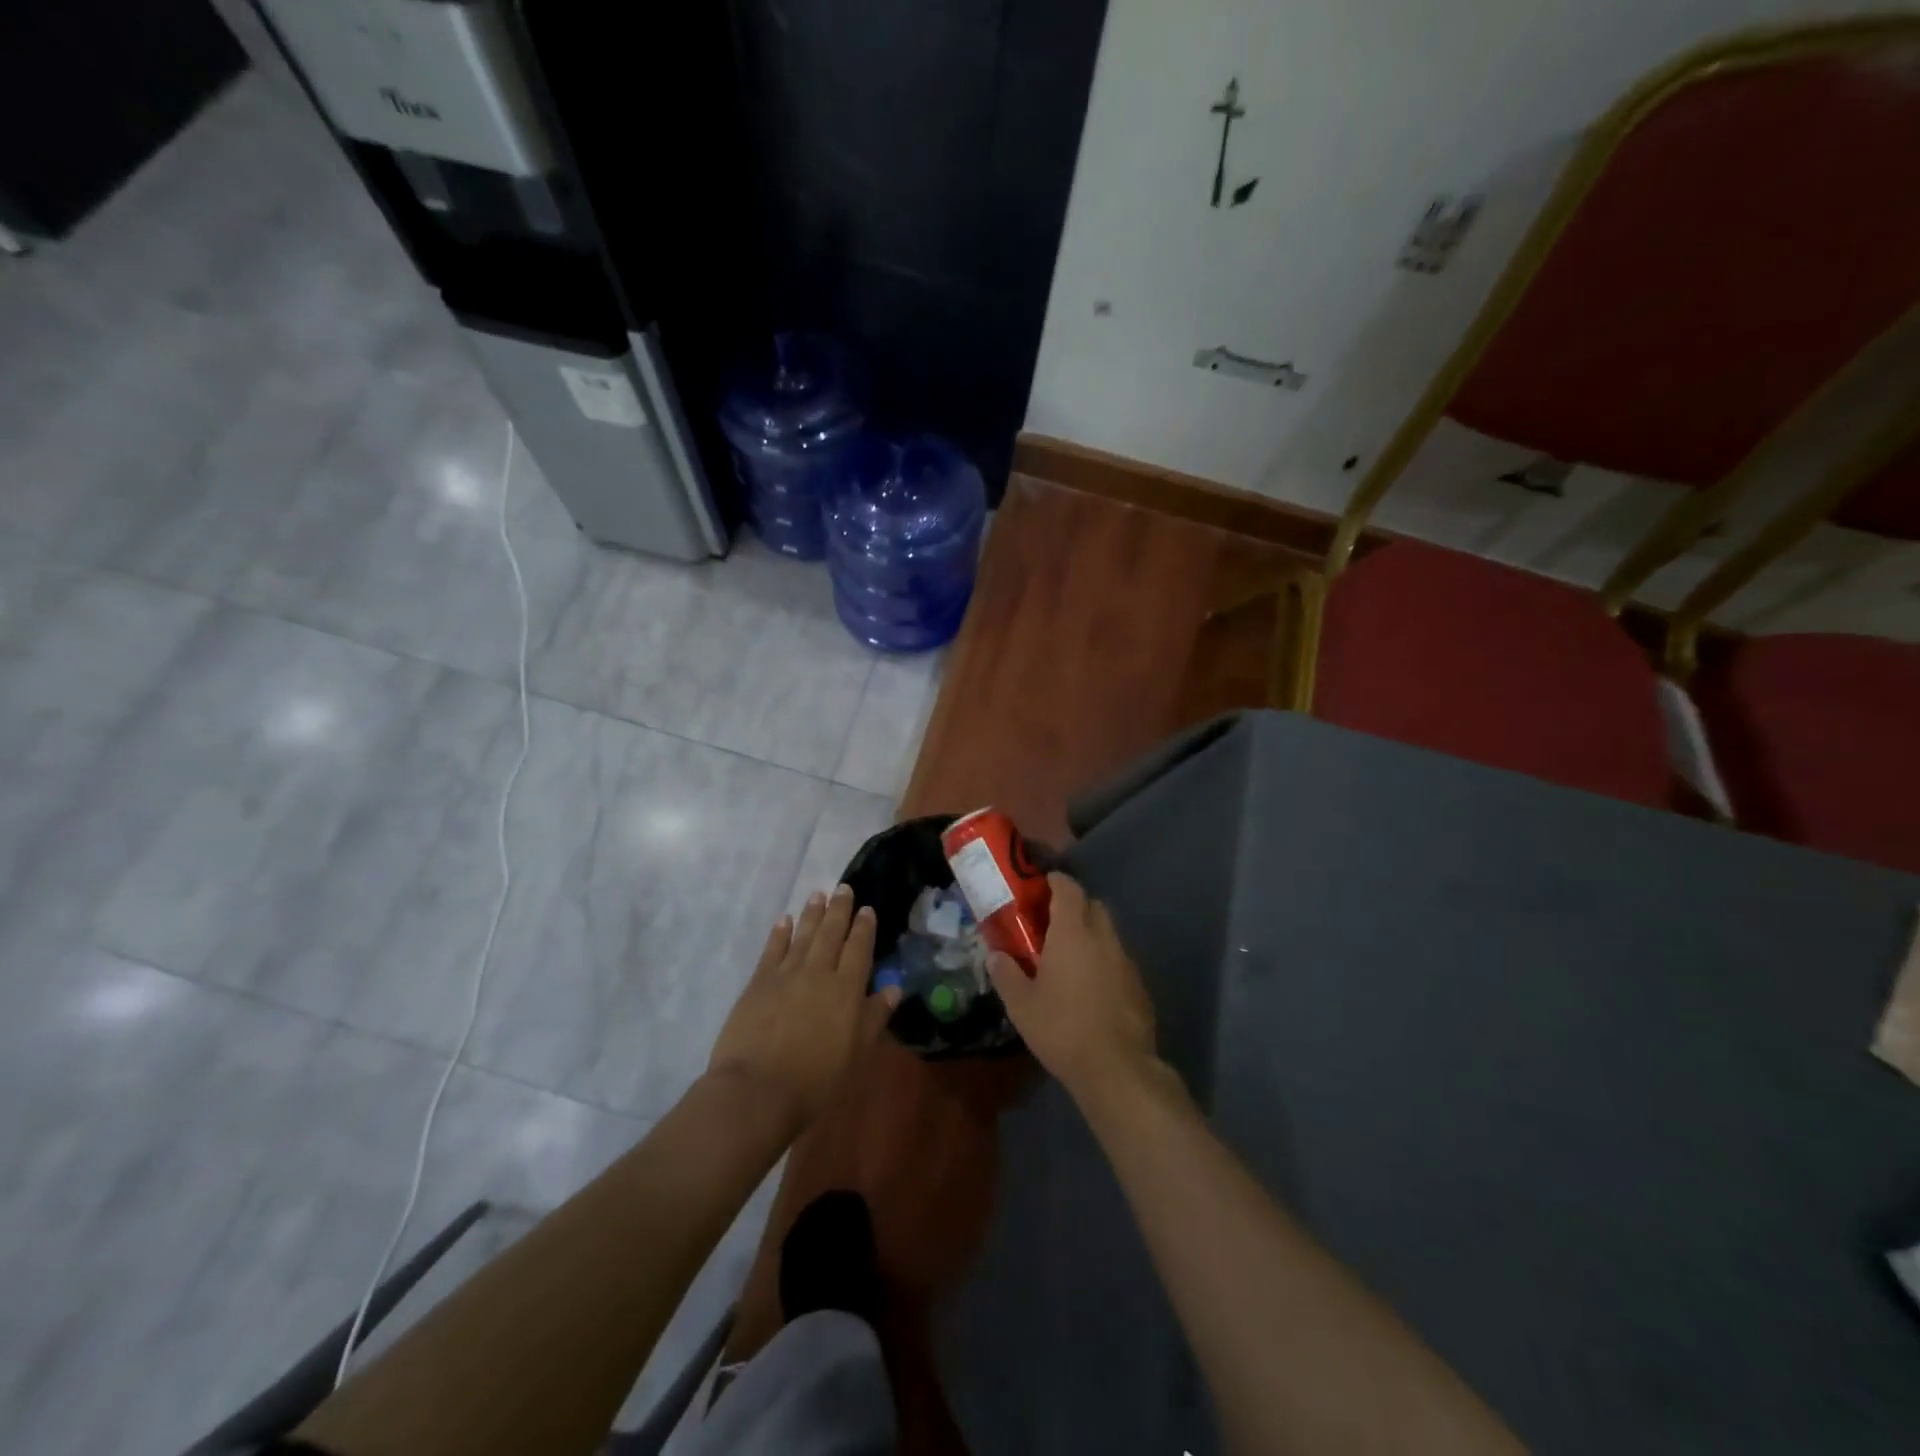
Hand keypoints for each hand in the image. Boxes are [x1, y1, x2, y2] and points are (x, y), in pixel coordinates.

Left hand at [707, 885, 899, 1131]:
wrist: (758, 1090)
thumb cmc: (816, 1080)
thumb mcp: (856, 1053)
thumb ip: (874, 1017)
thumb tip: (893, 987)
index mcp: (846, 989)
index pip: (859, 948)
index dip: (864, 927)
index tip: (866, 909)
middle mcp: (818, 972)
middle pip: (831, 933)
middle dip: (839, 909)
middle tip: (843, 888)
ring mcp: (786, 974)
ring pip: (803, 935)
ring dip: (812, 913)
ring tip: (818, 894)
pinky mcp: (758, 983)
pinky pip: (772, 949)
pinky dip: (780, 933)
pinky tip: (785, 920)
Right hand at [987, 872, 1157, 1103]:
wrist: (1117, 1068)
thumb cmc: (1062, 1028)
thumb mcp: (1021, 1005)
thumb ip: (1005, 974)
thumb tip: (995, 955)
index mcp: (1073, 932)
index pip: (1068, 889)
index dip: (1056, 882)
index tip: (1042, 885)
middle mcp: (1103, 938)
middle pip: (1093, 905)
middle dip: (1074, 906)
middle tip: (1052, 923)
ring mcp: (1126, 961)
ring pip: (1108, 933)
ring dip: (1091, 934)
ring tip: (1069, 957)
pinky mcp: (1139, 985)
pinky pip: (1118, 959)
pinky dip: (1104, 961)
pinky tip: (1091, 987)